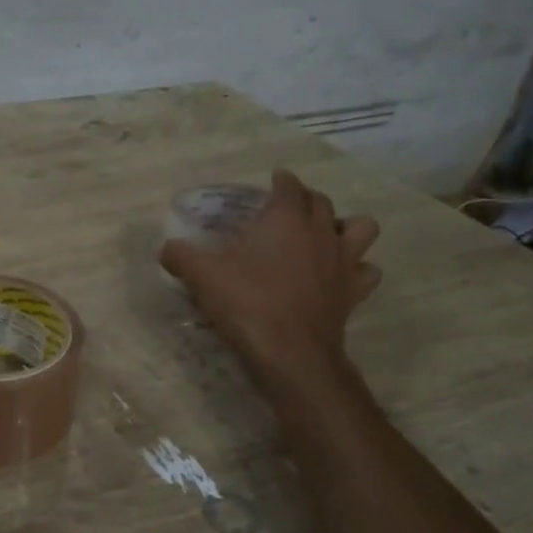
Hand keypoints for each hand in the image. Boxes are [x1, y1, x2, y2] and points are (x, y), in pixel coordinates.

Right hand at [160, 169, 381, 385]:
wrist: (289, 352)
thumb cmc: (246, 302)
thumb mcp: (202, 276)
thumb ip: (181, 256)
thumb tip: (165, 249)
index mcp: (285, 218)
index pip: (289, 186)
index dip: (281, 180)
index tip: (274, 180)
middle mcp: (320, 232)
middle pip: (322, 202)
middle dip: (307, 200)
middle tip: (288, 210)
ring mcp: (343, 261)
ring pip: (362, 228)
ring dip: (347, 227)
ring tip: (326, 237)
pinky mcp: (354, 291)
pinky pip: (367, 271)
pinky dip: (357, 269)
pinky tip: (339, 276)